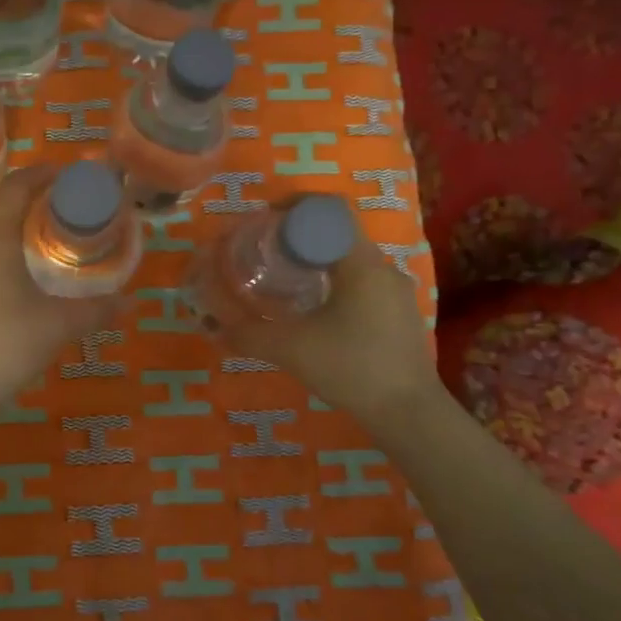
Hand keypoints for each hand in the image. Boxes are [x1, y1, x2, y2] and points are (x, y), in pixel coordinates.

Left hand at [0, 164, 118, 411]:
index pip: (14, 187)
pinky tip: (25, 265)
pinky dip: (5, 242)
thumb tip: (130, 303)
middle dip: (31, 194)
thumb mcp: (60, 324)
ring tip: (50, 228)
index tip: (68, 173)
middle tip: (66, 200)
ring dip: (16, 219)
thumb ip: (97, 309)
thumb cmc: (9, 342)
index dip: (41, 174)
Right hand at [223, 229, 440, 423]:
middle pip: (340, 235)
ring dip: (320, 264)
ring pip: (352, 263)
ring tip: (289, 284)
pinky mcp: (401, 316)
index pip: (332, 211)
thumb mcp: (291, 349)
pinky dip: (337, 286)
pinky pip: (364, 285)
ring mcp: (397, 293)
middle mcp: (384, 269)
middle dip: (302, 238)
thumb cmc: (351, 368)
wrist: (409, 413)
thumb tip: (212, 327)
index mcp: (361, 264)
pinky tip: (318, 315)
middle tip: (269, 254)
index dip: (297, 206)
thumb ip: (249, 334)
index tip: (267, 219)